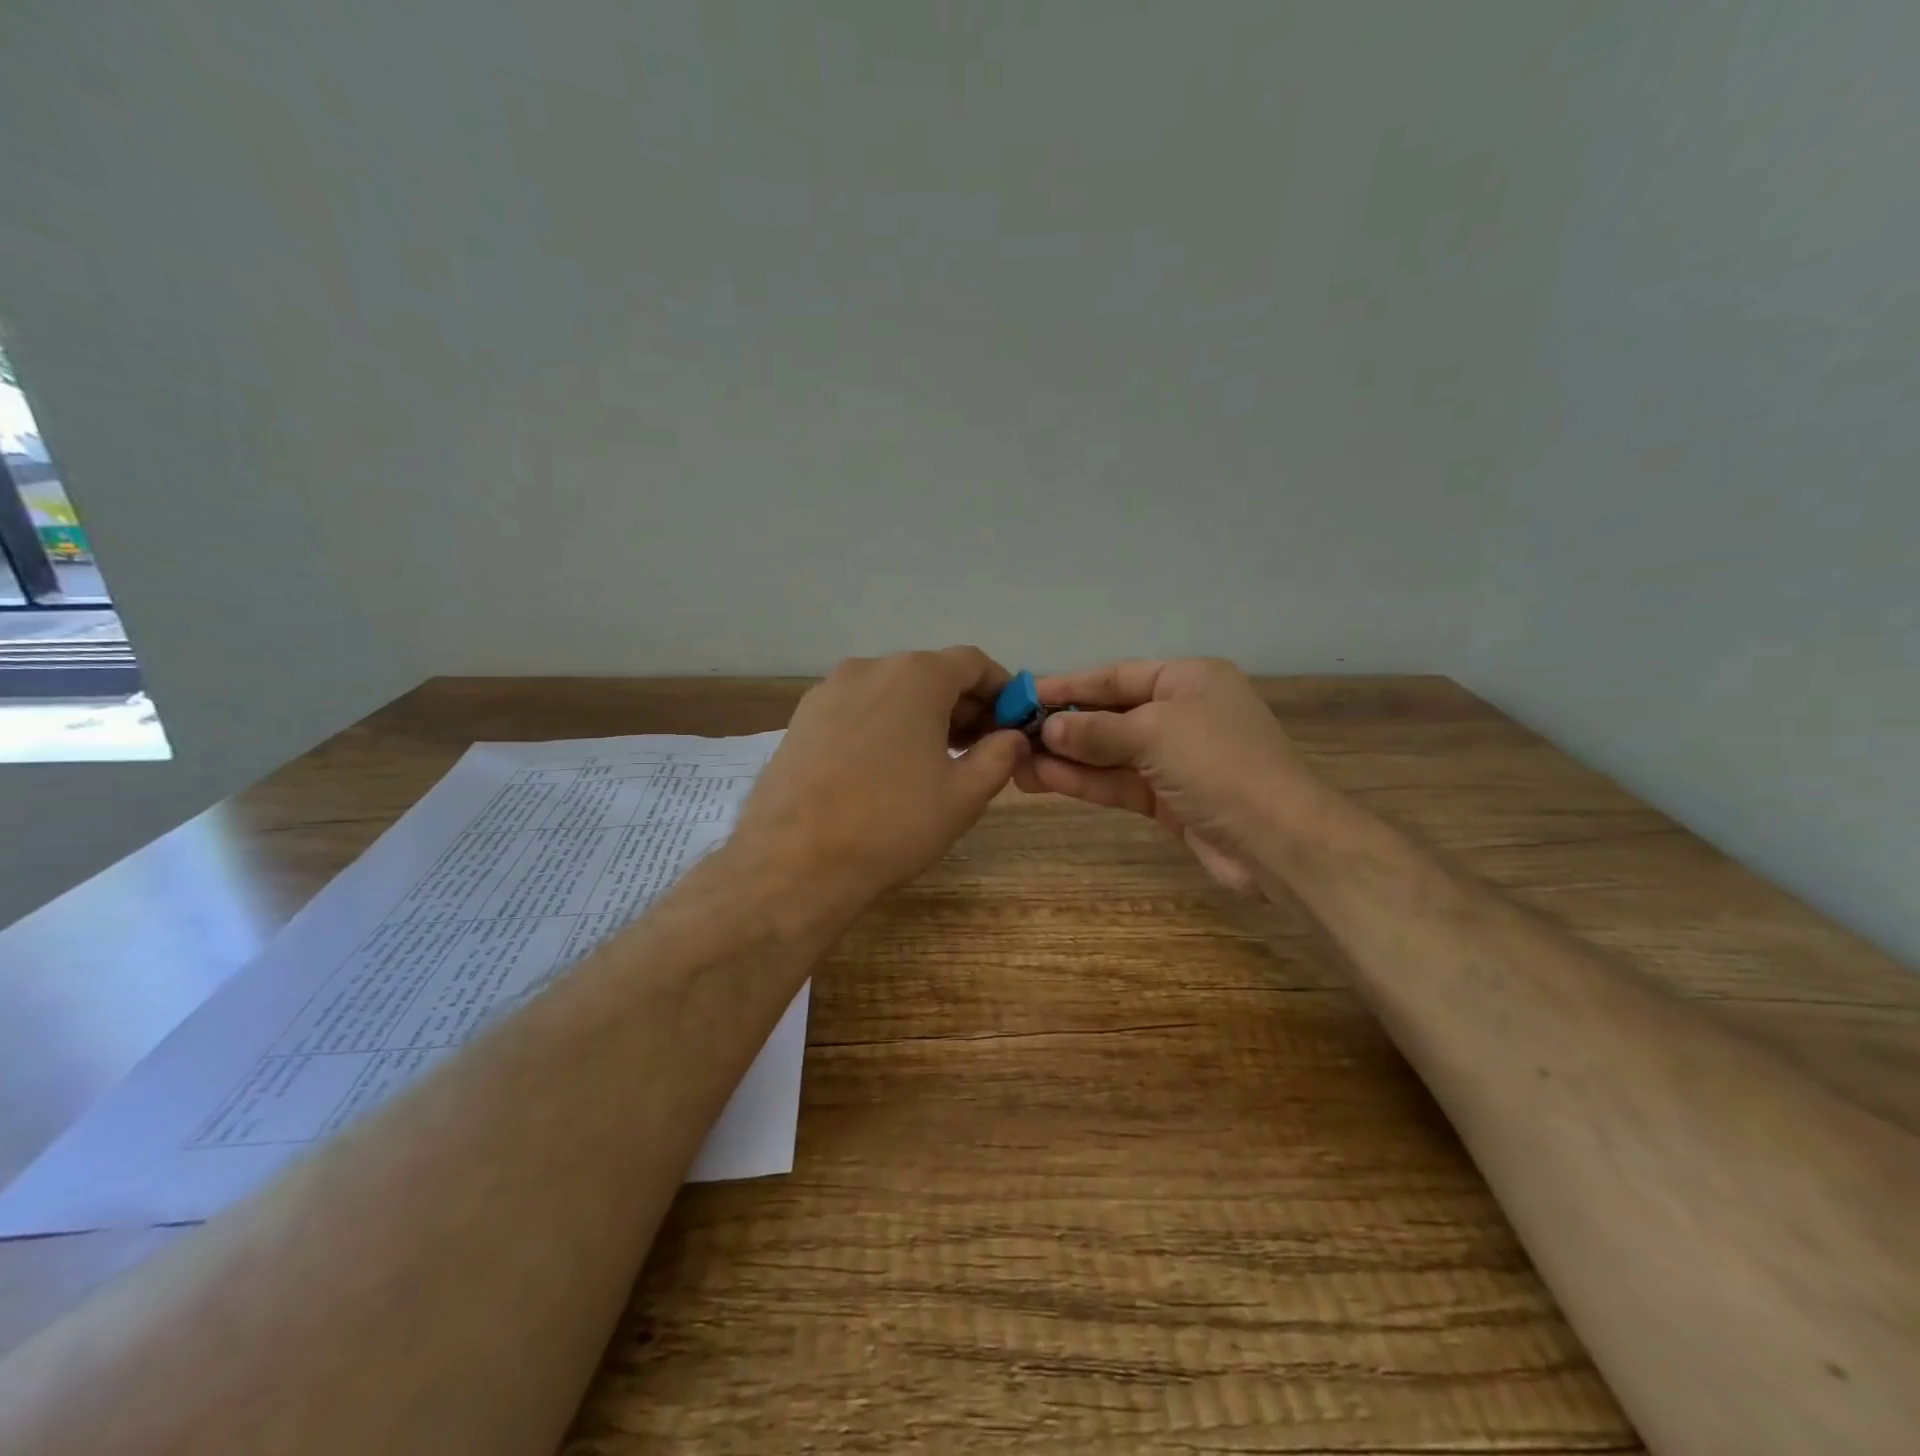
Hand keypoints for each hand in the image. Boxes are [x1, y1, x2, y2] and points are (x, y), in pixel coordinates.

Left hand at [733, 647, 1029, 914]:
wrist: (794, 862)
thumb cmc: (893, 823)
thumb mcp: (965, 794)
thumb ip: (1000, 755)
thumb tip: (1012, 736)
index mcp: (916, 676)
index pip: (973, 663)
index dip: (1000, 691)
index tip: (1011, 725)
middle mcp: (869, 668)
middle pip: (930, 674)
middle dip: (961, 705)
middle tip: (978, 749)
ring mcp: (828, 691)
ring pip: (891, 691)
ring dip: (921, 716)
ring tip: (932, 763)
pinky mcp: (801, 718)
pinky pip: (857, 710)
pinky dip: (882, 726)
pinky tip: (884, 769)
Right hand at [1015, 658, 1317, 895]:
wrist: (1277, 841)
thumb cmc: (1219, 765)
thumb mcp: (1154, 733)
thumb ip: (1096, 730)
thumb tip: (1048, 729)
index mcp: (1189, 680)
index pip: (1117, 676)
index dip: (1070, 685)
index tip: (1026, 694)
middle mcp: (1182, 713)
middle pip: (1111, 714)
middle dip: (1065, 726)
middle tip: (1014, 734)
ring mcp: (1176, 759)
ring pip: (1110, 753)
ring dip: (1067, 758)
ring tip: (1018, 764)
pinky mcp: (1170, 799)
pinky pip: (1119, 782)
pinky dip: (1086, 781)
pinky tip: (1046, 779)